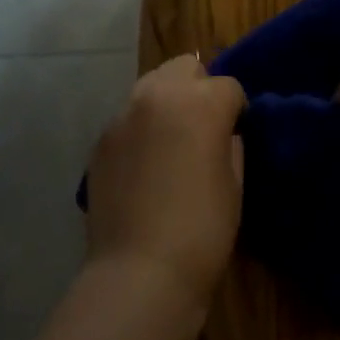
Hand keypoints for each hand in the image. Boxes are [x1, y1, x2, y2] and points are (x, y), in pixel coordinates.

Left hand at [84, 55, 246, 310]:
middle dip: (199, 88)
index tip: (235, 134)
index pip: (229, 85)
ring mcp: (125, 112)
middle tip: (202, 127)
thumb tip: (223, 132)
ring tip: (169, 140)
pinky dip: (140, 127)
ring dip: (167, 101)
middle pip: (186, 67)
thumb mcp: (235, 183)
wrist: (139, 272)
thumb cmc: (202, 230)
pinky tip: (143, 164)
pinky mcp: (102, 136)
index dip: (236, 110)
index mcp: (203, 101)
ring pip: (152, 84)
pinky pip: (128, 116)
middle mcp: (161, 93)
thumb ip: (231, 143)